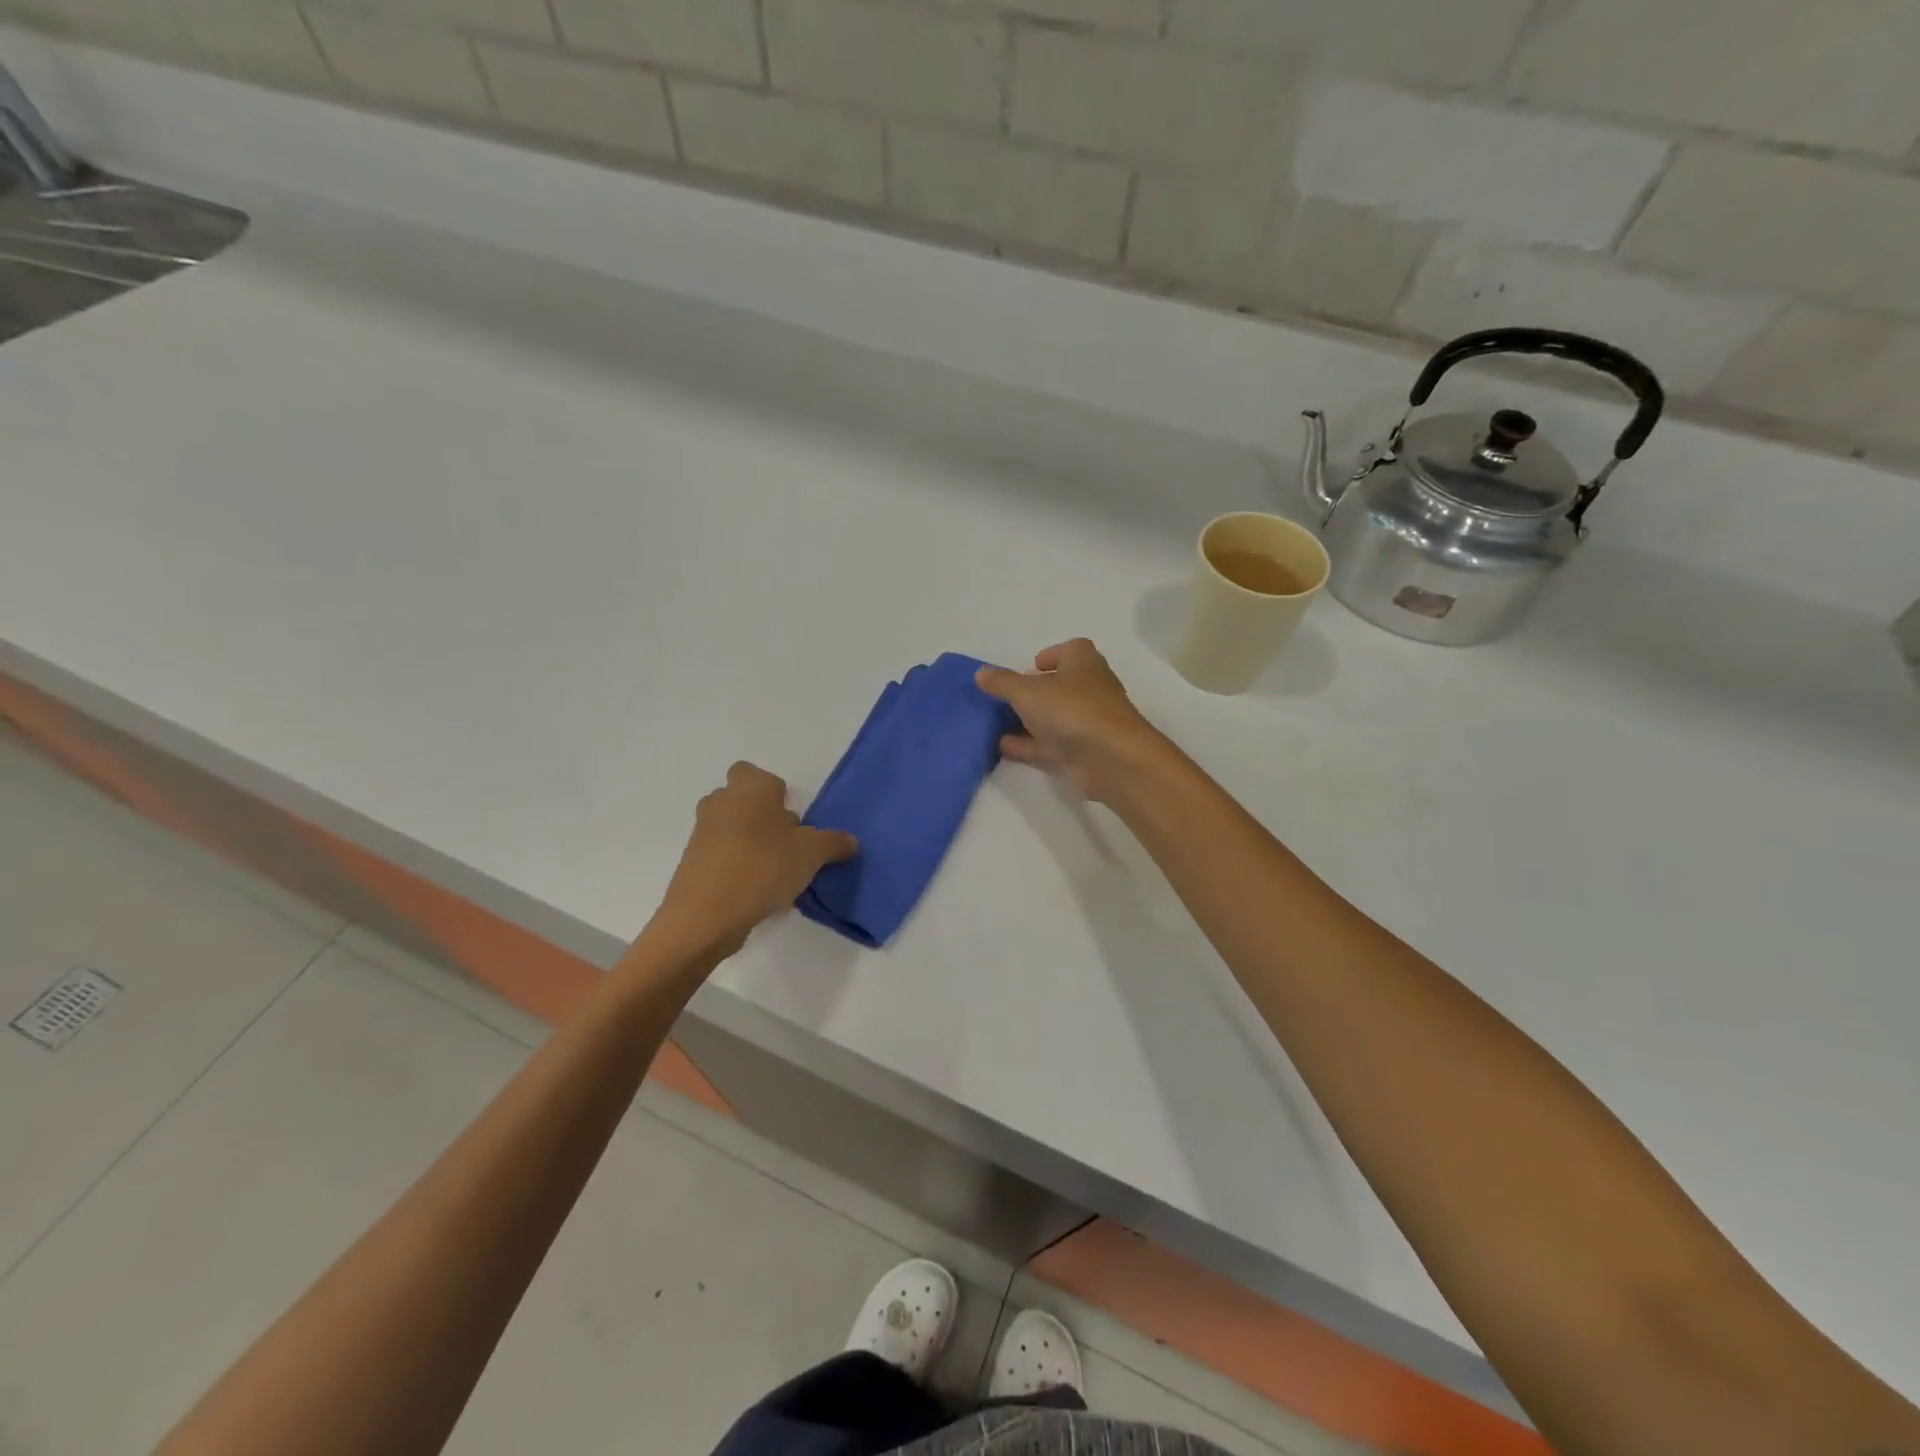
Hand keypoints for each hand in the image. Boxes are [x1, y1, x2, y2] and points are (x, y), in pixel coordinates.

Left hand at [652, 762, 857, 960]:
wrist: (706, 915)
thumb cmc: (763, 866)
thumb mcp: (812, 853)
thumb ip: (833, 842)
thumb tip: (849, 841)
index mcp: (750, 789)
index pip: (753, 772)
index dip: (773, 791)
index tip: (790, 817)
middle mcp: (721, 803)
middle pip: (742, 801)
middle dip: (763, 818)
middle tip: (787, 844)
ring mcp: (702, 834)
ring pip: (732, 830)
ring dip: (751, 844)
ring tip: (776, 872)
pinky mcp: (693, 864)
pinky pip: (721, 857)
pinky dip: (737, 868)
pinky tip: (757, 892)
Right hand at [976, 639, 1164, 803]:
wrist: (1111, 760)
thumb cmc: (1072, 710)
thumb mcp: (1027, 691)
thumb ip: (1002, 683)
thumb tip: (980, 673)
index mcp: (1083, 663)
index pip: (1071, 650)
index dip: (1051, 655)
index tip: (1030, 667)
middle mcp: (1088, 690)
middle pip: (1059, 686)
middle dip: (1033, 692)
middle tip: (1004, 698)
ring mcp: (1086, 724)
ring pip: (1052, 719)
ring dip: (1026, 722)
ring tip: (994, 724)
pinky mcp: (1081, 754)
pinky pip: (1048, 746)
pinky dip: (1026, 746)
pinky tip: (1001, 748)